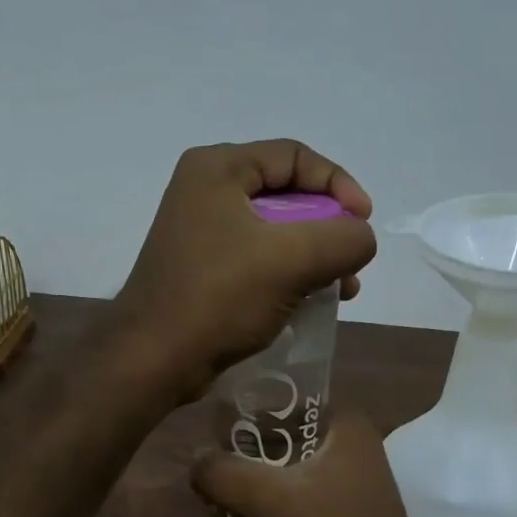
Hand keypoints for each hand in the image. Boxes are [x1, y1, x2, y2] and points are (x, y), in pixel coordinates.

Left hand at [115, 140, 375, 399]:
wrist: (154, 359)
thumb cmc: (219, 298)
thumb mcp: (292, 260)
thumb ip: (344, 239)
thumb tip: (360, 239)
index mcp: (217, 169)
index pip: (294, 157)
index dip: (338, 184)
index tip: (363, 222)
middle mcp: (204, 192)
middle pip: (286, 195)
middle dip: (328, 228)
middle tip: (352, 261)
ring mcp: (200, 234)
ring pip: (275, 233)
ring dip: (314, 257)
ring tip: (342, 291)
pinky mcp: (202, 270)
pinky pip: (257, 261)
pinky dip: (288, 276)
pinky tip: (312, 303)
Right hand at [192, 411, 442, 516]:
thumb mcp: (270, 501)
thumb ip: (224, 473)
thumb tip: (195, 461)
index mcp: (345, 426)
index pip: (286, 397)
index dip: (246, 406)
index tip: (209, 422)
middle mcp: (348, 447)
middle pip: (280, 434)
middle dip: (241, 449)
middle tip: (205, 463)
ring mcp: (344, 484)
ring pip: (282, 468)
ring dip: (249, 479)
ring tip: (212, 490)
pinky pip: (290, 497)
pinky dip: (264, 503)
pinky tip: (234, 516)